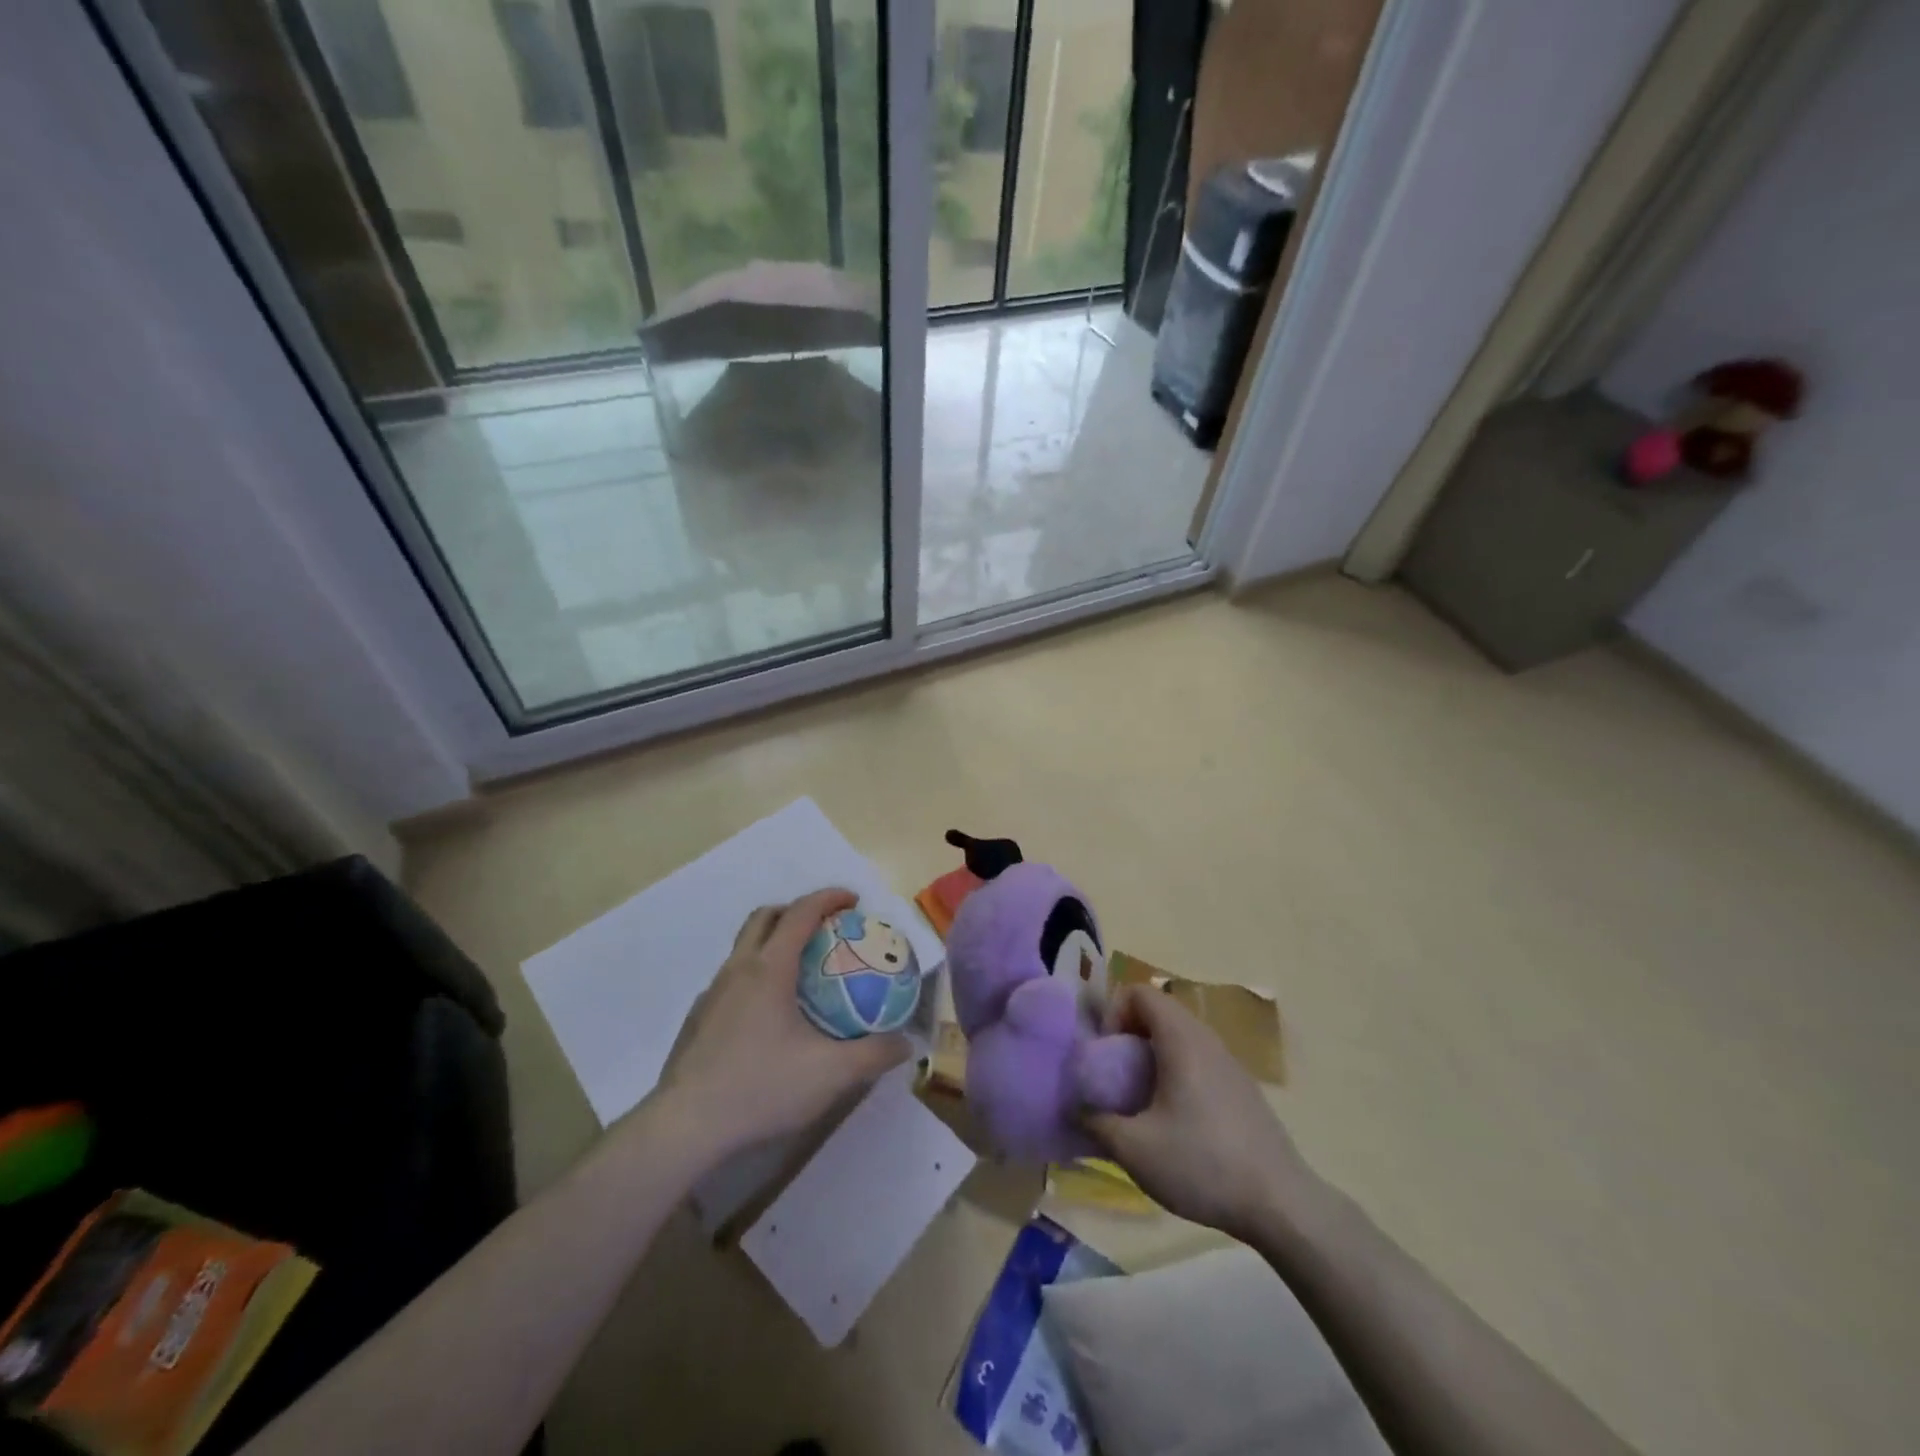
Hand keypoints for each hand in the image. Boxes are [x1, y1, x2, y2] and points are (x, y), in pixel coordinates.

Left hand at [655, 889, 911, 1157]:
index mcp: (769, 969)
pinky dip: (756, 975)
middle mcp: (738, 969)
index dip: (829, 898)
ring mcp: (712, 993)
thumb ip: (874, 1054)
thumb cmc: (761, 1088)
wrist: (685, 1126)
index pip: (801, 912)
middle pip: (765, 917)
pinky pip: (732, 978)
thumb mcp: (830, 1074)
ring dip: (774, 942)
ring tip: (801, 972)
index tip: (854, 900)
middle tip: (826, 928)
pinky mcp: (698, 1018)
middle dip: (797, 910)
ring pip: (744, 947)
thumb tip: (906, 1043)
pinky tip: (769, 1016)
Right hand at [1082, 984, 1310, 1240]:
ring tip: (1141, 1102)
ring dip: (1152, 1058)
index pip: (1139, 992)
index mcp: (1181, 1038)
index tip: (1105, 1055)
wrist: (1281, 1205)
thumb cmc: (1202, 1164)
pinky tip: (1176, 1124)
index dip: (1113, 1013)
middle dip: (1128, 1037)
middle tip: (1115, 1078)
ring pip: (1179, 1038)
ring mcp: (1229, 1063)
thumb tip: (1075, 1109)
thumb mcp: (1134, 1149)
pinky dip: (1177, 1075)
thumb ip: (1095, 1122)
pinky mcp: (1242, 1089)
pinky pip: (1198, 1061)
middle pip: (1158, 1013)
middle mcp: (1206, 1039)